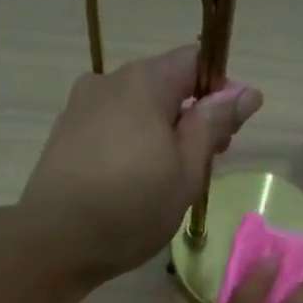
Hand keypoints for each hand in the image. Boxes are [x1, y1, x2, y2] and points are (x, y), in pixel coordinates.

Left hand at [17, 45, 263, 281]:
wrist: (55, 241)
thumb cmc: (132, 207)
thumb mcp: (186, 171)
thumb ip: (214, 125)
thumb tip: (247, 91)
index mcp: (143, 81)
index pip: (194, 61)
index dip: (221, 90)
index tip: (231, 131)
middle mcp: (108, 81)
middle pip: (164, 85)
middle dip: (191, 116)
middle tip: (205, 163)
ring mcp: (80, 107)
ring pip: (136, 110)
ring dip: (161, 134)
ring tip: (170, 180)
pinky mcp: (64, 136)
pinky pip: (112, 129)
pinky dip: (132, 145)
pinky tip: (135, 183)